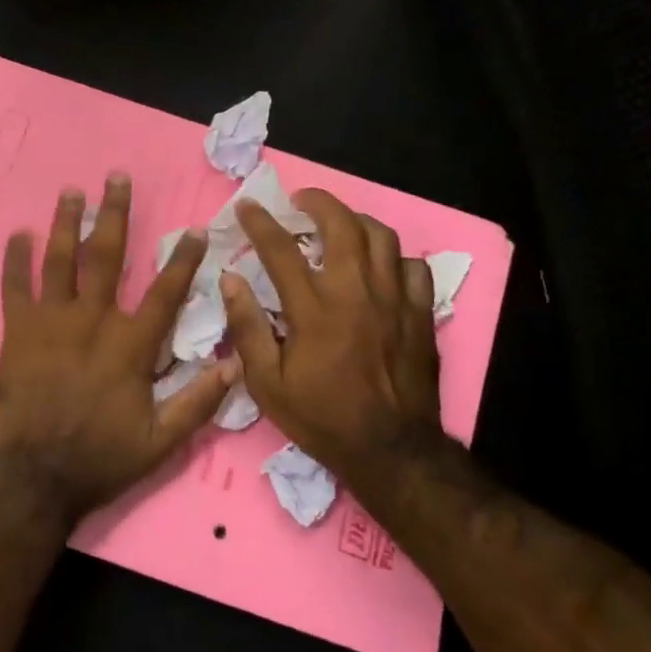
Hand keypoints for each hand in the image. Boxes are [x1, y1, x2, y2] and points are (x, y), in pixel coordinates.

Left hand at [0, 173, 236, 522]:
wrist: (35, 477)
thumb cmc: (100, 458)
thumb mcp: (161, 442)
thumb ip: (198, 402)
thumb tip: (234, 365)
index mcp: (130, 345)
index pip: (165, 292)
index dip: (183, 259)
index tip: (195, 230)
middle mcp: (92, 320)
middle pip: (107, 256)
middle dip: (114, 214)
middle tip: (116, 178)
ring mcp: (52, 321)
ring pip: (60, 260)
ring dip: (66, 222)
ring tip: (71, 191)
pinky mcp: (17, 331)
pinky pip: (14, 286)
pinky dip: (15, 259)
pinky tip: (18, 234)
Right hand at [218, 188, 443, 491]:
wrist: (390, 451)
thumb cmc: (322, 417)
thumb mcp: (267, 383)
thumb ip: (247, 327)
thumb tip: (230, 280)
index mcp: (314, 309)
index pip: (281, 249)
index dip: (260, 222)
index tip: (247, 205)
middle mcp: (356, 293)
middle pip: (341, 225)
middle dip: (317, 201)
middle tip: (300, 200)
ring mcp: (394, 300)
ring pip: (381, 237)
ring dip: (355, 221)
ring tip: (339, 224)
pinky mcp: (420, 314)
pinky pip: (413, 267)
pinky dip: (394, 257)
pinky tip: (380, 265)